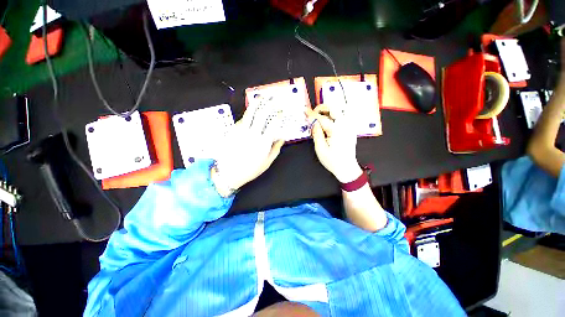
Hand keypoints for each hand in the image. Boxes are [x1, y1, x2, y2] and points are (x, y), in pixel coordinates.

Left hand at [212, 105, 284, 196]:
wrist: (229, 173)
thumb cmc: (250, 169)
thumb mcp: (267, 162)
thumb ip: (276, 149)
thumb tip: (282, 138)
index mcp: (263, 142)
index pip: (273, 124)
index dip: (278, 115)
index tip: (281, 111)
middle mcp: (253, 133)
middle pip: (261, 114)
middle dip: (268, 104)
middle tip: (272, 98)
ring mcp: (241, 131)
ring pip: (249, 113)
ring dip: (256, 104)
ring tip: (260, 98)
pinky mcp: (233, 131)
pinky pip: (241, 119)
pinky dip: (247, 114)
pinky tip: (250, 112)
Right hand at [309, 104, 361, 182]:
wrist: (346, 168)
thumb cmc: (333, 161)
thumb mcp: (320, 149)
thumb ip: (316, 133)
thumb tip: (312, 122)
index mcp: (337, 131)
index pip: (322, 118)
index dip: (312, 115)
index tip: (305, 111)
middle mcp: (345, 126)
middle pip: (334, 109)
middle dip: (322, 108)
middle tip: (313, 114)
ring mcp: (349, 127)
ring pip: (338, 112)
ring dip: (327, 112)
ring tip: (319, 119)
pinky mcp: (349, 130)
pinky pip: (341, 118)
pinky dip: (332, 117)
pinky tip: (326, 125)